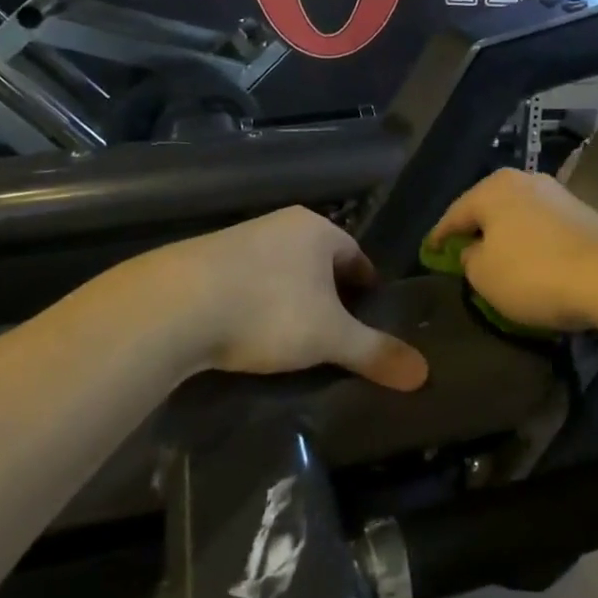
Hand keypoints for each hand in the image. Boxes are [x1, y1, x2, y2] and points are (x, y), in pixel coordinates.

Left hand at [149, 208, 427, 389]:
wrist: (173, 306)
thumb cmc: (268, 310)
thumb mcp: (329, 337)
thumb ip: (375, 352)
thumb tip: (424, 373)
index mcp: (316, 229)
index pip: (356, 254)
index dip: (366, 285)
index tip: (369, 315)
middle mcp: (279, 225)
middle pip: (317, 261)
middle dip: (329, 293)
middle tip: (334, 332)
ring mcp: (237, 239)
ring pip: (280, 270)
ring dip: (290, 298)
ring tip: (291, 337)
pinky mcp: (202, 261)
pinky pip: (244, 281)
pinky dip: (254, 304)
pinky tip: (247, 331)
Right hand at [426, 170, 597, 332]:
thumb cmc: (535, 273)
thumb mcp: (484, 275)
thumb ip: (469, 259)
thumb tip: (474, 250)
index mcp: (492, 188)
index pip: (454, 214)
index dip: (438, 237)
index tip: (429, 252)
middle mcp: (524, 180)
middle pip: (488, 208)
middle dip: (475, 231)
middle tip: (462, 255)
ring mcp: (557, 193)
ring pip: (518, 216)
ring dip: (506, 236)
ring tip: (499, 260)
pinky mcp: (583, 211)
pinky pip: (543, 227)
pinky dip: (531, 242)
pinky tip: (532, 261)